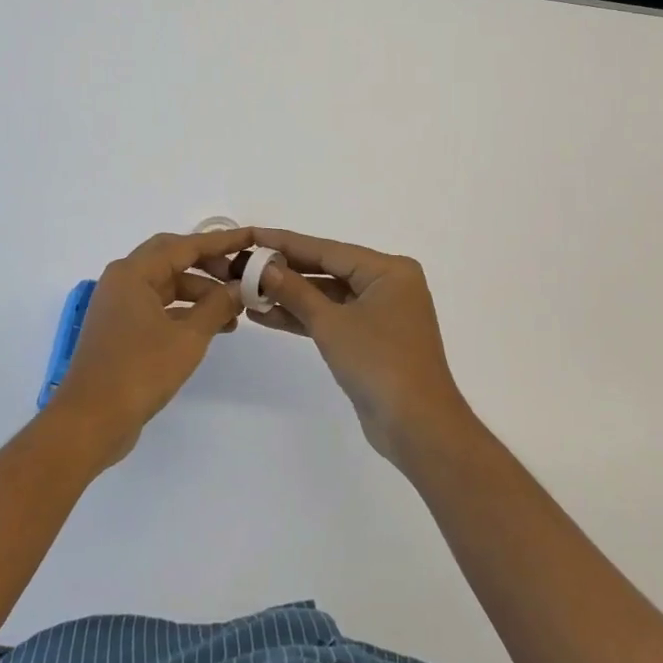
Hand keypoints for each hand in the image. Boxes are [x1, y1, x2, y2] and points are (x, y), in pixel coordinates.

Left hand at [49, 226, 251, 465]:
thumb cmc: (139, 371)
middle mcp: (122, 280)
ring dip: (200, 293)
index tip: (251, 239)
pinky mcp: (121, 329)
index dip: (221, 242)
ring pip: (167, 284)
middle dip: (209, 264)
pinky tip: (211, 327)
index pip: (185, 245)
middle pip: (173, 259)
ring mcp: (119, 305)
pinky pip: (159, 306)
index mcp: (133, 273)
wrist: (90, 421)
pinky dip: (185, 312)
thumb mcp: (188, 337)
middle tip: (240, 274)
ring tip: (234, 311)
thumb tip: (240, 287)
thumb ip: (217, 306)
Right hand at [249, 229, 474, 462]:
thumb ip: (296, 292)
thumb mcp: (332, 323)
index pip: (328, 249)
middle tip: (244, 263)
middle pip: (328, 270)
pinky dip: (304, 318)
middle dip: (286, 271)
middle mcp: (387, 284)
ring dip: (290, 297)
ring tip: (247, 291)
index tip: (253, 235)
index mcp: (388, 270)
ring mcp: (380, 313)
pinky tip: (267, 315)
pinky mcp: (370, 339)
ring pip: (328, 296)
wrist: (417, 427)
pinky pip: (333, 318)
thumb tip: (265, 267)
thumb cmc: (379, 363)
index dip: (287, 243)